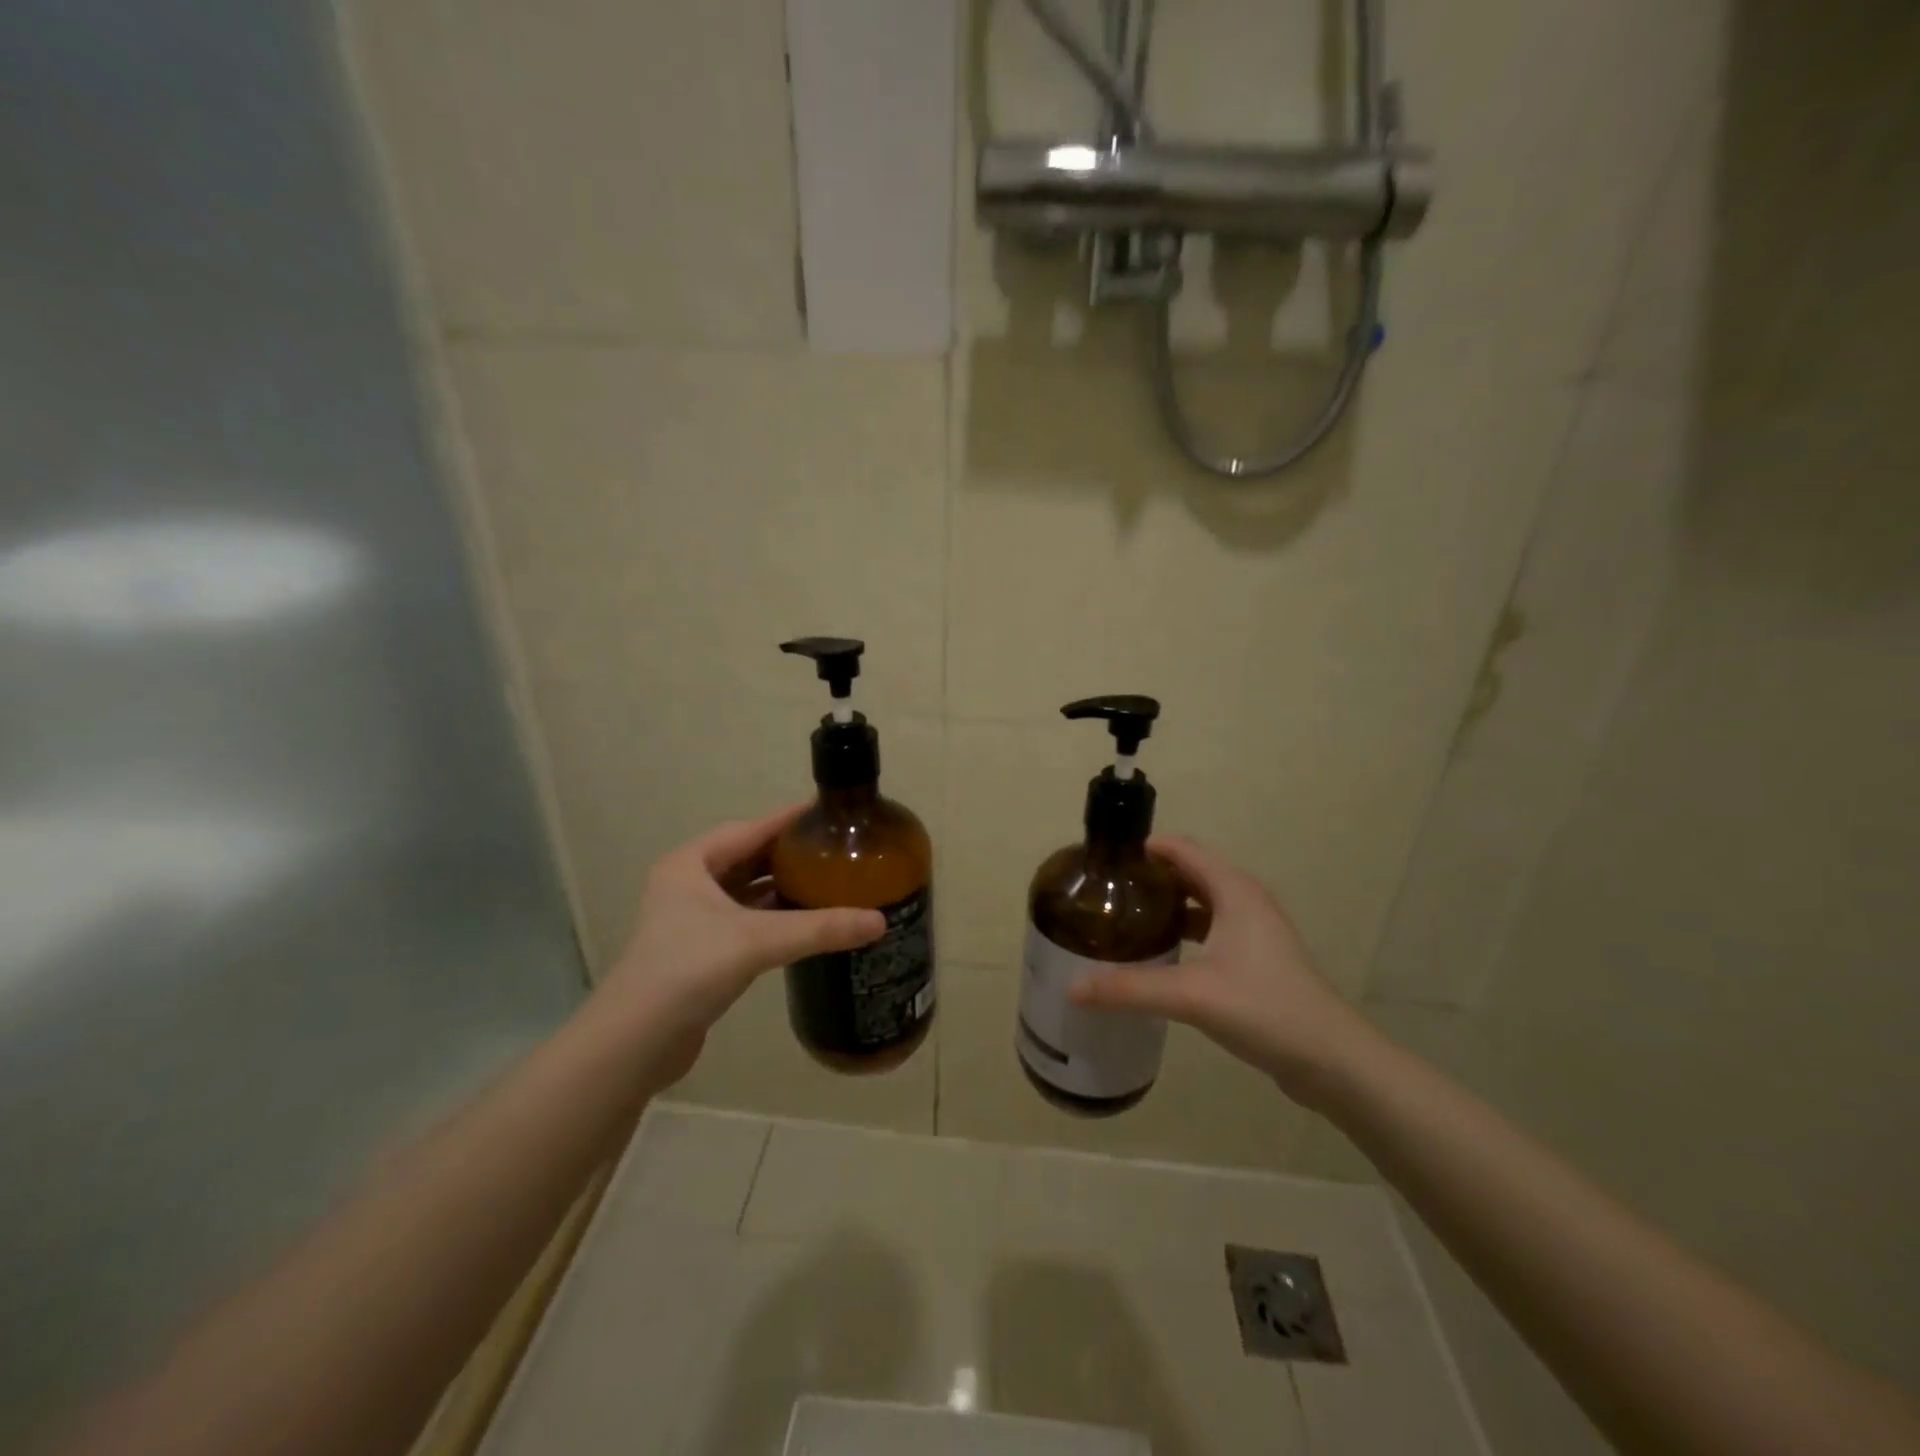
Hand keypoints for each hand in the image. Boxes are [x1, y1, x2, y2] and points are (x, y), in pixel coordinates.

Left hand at [595, 807, 884, 1081]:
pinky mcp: (699, 951)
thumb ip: (819, 928)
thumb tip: (880, 921)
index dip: (789, 820)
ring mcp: (691, 919)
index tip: (829, 813)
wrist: (634, 1043)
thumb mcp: (757, 941)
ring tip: (829, 881)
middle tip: (836, 850)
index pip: (750, 829)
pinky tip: (805, 923)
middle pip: (749, 857)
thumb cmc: (688, 970)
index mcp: (690, 864)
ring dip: (782, 887)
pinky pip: (745, 920)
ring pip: (746, 891)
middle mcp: (687, 884)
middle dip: (790, 855)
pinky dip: (773, 917)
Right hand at [1069, 835, 1372, 1106]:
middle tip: (1105, 892)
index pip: (1182, 849)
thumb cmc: (1265, 1008)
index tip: (1104, 860)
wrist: (1332, 1060)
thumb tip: (1072, 986)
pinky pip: (1209, 930)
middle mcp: (1244, 901)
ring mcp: (1253, 932)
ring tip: (1124, 919)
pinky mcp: (1255, 960)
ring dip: (1166, 905)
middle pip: (1189, 873)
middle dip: (1149, 877)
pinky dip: (1182, 932)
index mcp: (1234, 891)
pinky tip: (1158, 956)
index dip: (1144, 848)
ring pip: (1200, 904)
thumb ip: (1130, 988)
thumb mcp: (1192, 995)